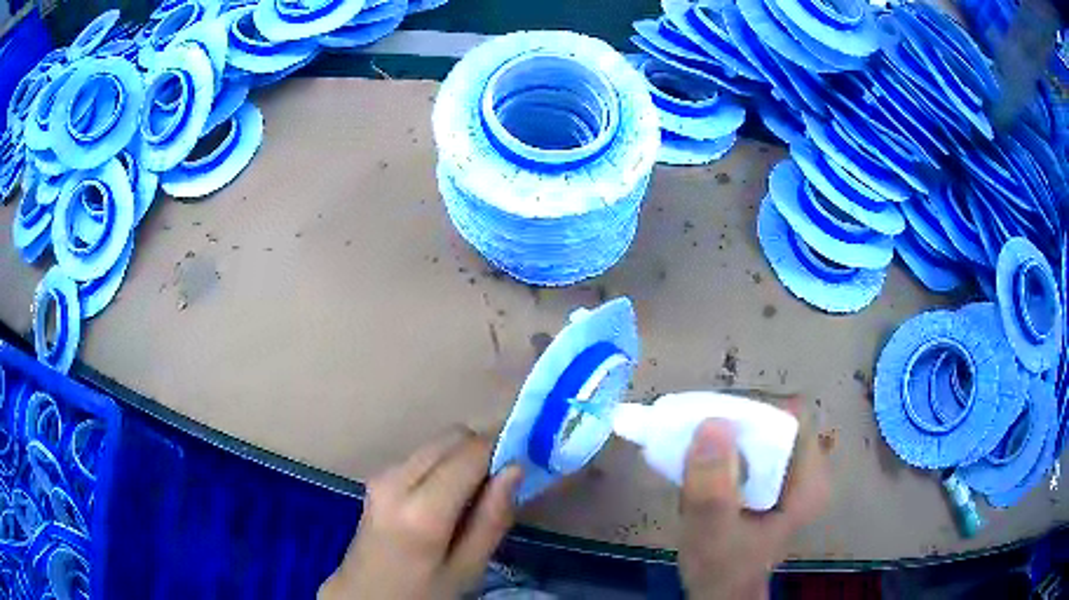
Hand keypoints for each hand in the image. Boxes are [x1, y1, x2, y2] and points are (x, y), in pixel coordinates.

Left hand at [320, 428, 522, 599]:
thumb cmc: (421, 592)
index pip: (471, 452)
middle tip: (499, 486)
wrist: (364, 595)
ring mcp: (382, 474)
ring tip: (472, 498)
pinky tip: (446, 500)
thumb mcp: (467, 569)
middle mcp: (396, 479)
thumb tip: (515, 468)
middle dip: (482, 452)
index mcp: (421, 510)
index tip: (521, 467)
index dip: (502, 449)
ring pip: (437, 443)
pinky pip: (422, 456)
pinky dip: (443, 466)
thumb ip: (492, 519)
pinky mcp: (377, 477)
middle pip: (452, 437)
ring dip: (462, 459)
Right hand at [678, 407, 828, 599]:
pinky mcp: (775, 480)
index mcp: (810, 481)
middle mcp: (810, 471)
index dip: (754, 410)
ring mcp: (793, 475)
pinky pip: (753, 448)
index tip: (713, 421)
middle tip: (695, 440)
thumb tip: (712, 424)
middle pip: (776, 422)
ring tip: (695, 458)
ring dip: (726, 439)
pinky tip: (703, 469)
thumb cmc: (720, 567)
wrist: (720, 592)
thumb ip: (712, 486)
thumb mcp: (711, 531)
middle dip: (734, 426)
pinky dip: (726, 451)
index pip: (793, 417)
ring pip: (762, 433)